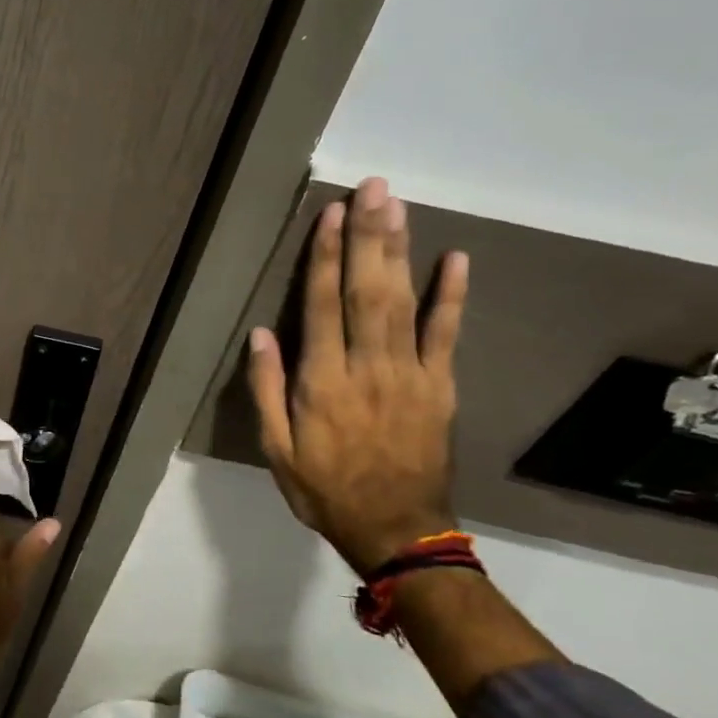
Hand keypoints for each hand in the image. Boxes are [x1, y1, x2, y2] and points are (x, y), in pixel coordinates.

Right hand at [246, 177, 468, 576]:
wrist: (396, 529)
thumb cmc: (324, 489)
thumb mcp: (276, 449)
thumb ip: (267, 390)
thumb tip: (261, 334)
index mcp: (322, 383)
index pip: (322, 307)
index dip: (326, 258)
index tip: (331, 215)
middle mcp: (367, 368)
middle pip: (367, 291)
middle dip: (368, 237)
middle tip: (373, 188)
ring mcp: (411, 374)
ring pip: (403, 302)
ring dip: (400, 251)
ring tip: (397, 206)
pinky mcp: (440, 387)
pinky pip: (447, 334)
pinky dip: (451, 295)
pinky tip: (455, 258)